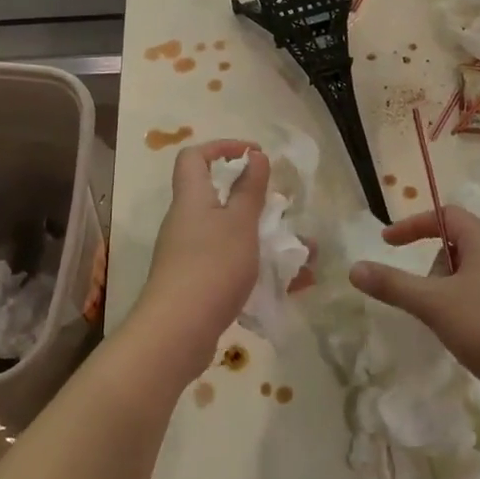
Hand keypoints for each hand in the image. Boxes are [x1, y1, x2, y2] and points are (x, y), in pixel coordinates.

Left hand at [128, 140, 267, 383]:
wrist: (177, 331)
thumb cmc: (212, 266)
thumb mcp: (240, 223)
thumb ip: (249, 189)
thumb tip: (254, 155)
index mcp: (192, 198)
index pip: (194, 157)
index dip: (222, 147)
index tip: (254, 154)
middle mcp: (185, 221)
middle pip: (215, 197)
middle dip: (253, 199)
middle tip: (282, 208)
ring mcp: (187, 254)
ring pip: (229, 234)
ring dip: (263, 238)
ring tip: (303, 253)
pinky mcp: (195, 283)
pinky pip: (230, 264)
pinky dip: (257, 267)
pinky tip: (291, 285)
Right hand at [349, 207, 479, 412]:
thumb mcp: (433, 304)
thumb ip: (393, 285)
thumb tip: (355, 268)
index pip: (446, 214)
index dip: (413, 225)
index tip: (388, 244)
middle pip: (458, 243)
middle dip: (432, 265)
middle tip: (421, 294)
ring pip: (472, 272)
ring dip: (448, 288)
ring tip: (442, 319)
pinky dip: (466, 304)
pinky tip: (466, 335)